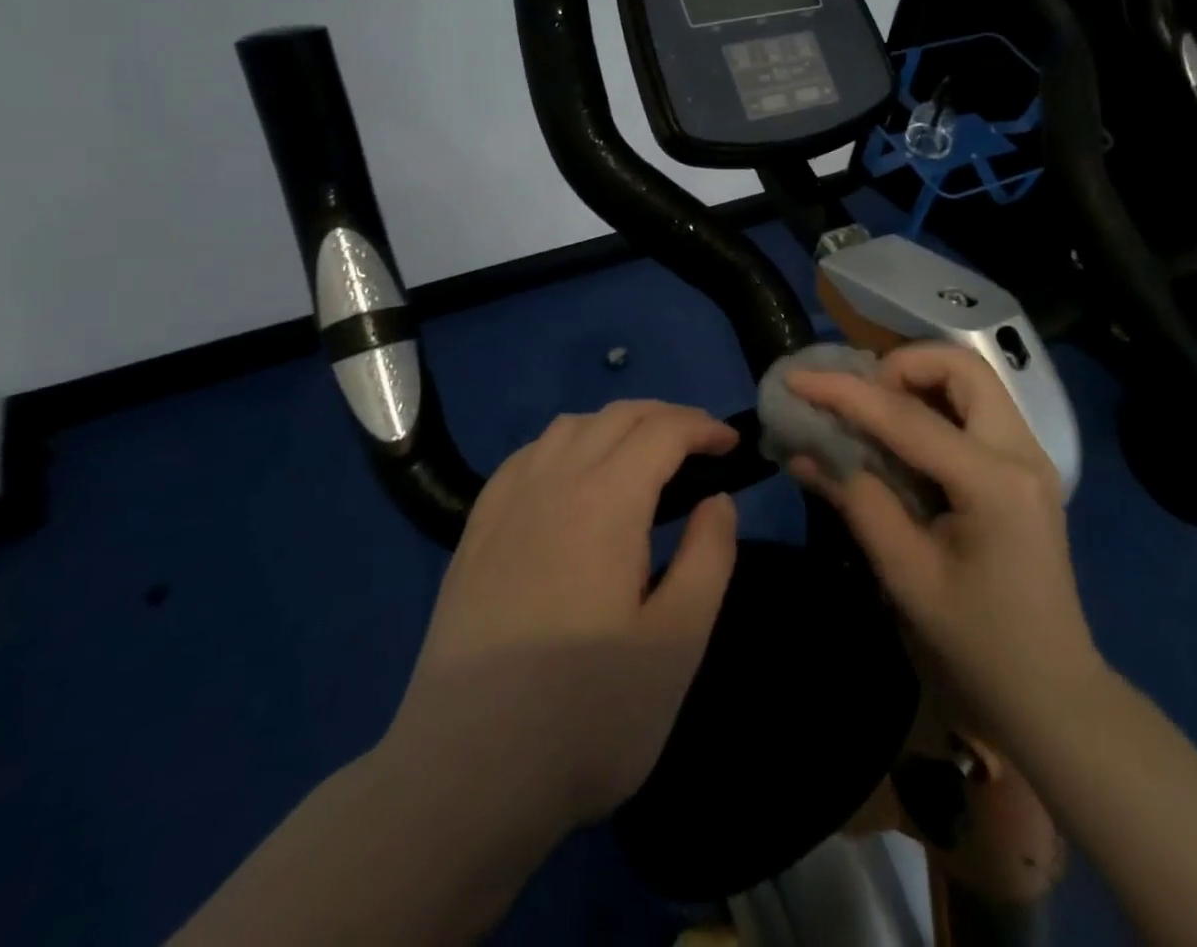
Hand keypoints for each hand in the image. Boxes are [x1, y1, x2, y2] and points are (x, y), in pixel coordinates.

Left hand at [386, 401, 740, 833]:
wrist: (464, 778)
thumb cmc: (586, 714)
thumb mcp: (677, 644)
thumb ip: (710, 558)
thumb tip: (717, 501)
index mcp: (605, 501)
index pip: (662, 431)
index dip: (703, 427)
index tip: (732, 445)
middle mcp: (552, 482)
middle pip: (616, 417)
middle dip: (667, 417)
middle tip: (701, 446)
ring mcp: (505, 505)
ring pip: (568, 427)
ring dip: (615, 426)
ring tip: (643, 458)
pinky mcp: (475, 533)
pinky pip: (527, 457)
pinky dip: (566, 445)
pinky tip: (572, 480)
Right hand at [787, 344, 1102, 754]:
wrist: (1052, 695)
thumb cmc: (978, 646)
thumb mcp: (907, 577)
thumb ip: (858, 502)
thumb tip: (804, 452)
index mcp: (994, 482)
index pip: (907, 416)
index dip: (845, 392)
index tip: (797, 377)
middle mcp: (1022, 452)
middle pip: (961, 368)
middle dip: (900, 367)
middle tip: (858, 401)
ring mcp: (1030, 457)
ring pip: (972, 381)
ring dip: (919, 381)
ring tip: (874, 415)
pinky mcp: (1024, 468)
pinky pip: (977, 409)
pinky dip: (934, 404)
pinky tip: (902, 438)